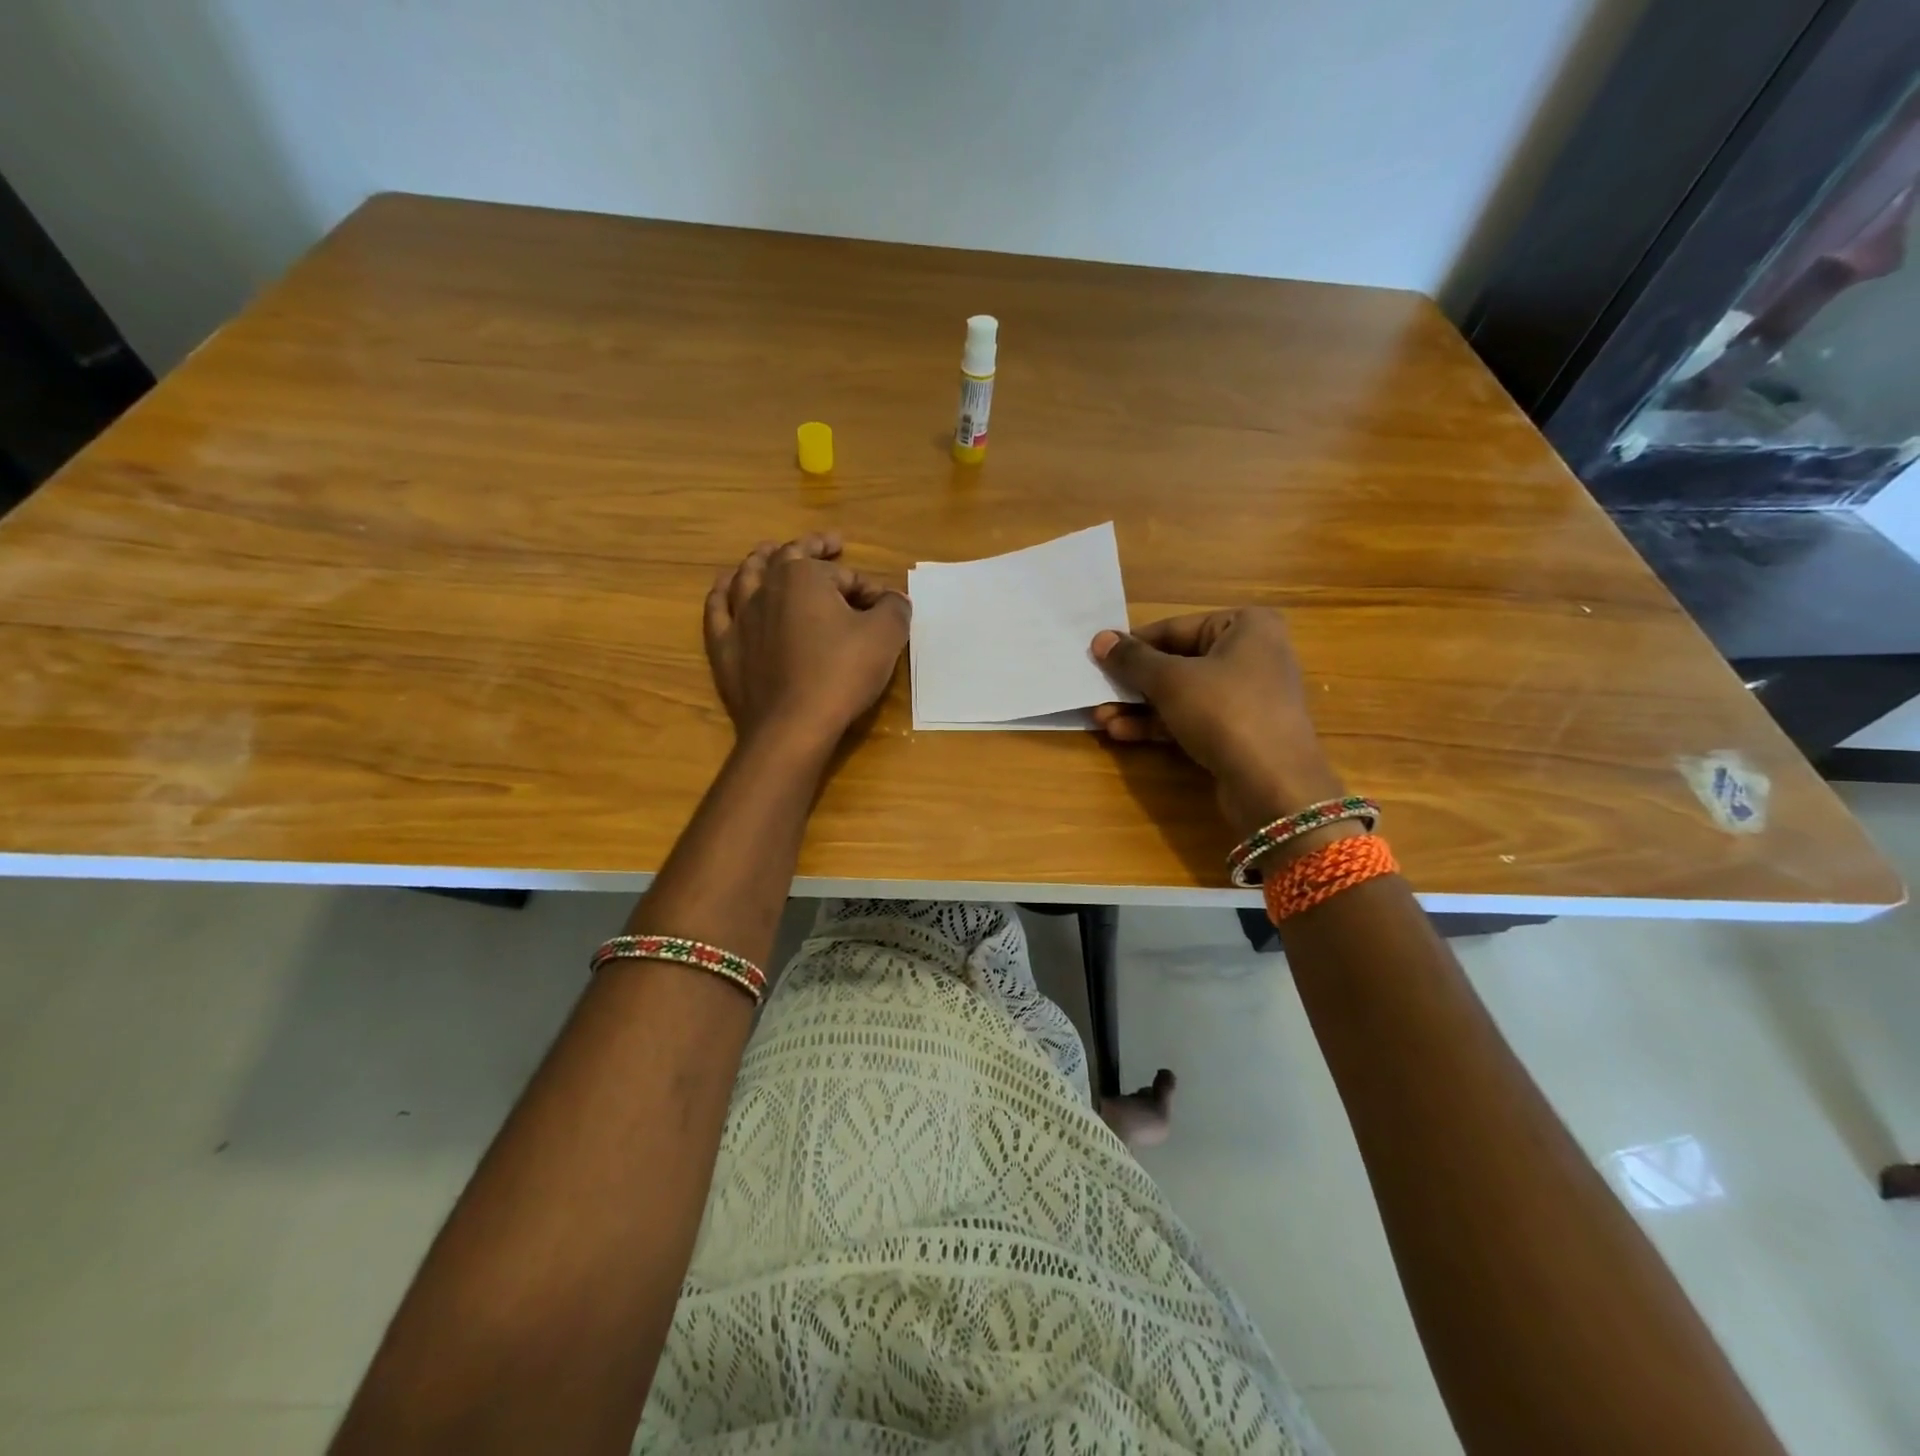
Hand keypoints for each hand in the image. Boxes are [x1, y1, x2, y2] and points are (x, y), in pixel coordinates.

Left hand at [705, 531, 909, 752]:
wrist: (792, 726)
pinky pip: (718, 610)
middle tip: (828, 543)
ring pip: (747, 576)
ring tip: (769, 552)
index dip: (869, 590)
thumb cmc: (841, 675)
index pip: (844, 575)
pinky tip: (726, 589)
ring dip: (761, 560)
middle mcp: (767, 587)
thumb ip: (894, 608)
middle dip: (811, 547)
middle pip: (788, 558)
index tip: (885, 610)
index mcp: (804, 577)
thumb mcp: (885, 637)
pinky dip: (723, 594)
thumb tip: (893, 599)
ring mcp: (740, 617)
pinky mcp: (724, 647)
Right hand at [1090, 607, 1344, 835]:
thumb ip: (1132, 659)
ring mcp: (1247, 697)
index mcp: (1246, 626)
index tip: (1099, 658)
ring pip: (1182, 694)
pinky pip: (1192, 719)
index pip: (1175, 628)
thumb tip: (1100, 639)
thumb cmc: (1224, 711)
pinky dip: (1159, 725)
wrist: (1273, 784)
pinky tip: (1123, 734)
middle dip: (1134, 682)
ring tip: (1101, 719)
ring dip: (1139, 707)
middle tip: (1096, 691)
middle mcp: (1252, 655)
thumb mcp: (1170, 680)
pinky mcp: (1239, 732)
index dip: (1133, 645)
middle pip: (1178, 662)